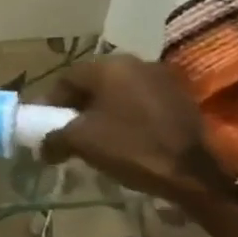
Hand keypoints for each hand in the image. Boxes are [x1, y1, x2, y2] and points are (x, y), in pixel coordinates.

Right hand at [36, 54, 237, 208]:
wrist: (194, 173)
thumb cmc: (130, 147)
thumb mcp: (80, 142)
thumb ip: (53, 138)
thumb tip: (43, 147)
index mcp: (109, 67)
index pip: (66, 78)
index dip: (50, 102)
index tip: (44, 125)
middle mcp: (137, 63)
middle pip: (94, 82)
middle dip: (77, 106)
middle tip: (67, 131)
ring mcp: (163, 79)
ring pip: (118, 92)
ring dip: (102, 111)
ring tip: (95, 137)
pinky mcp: (181, 98)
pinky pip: (141, 101)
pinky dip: (126, 116)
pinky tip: (124, 138)